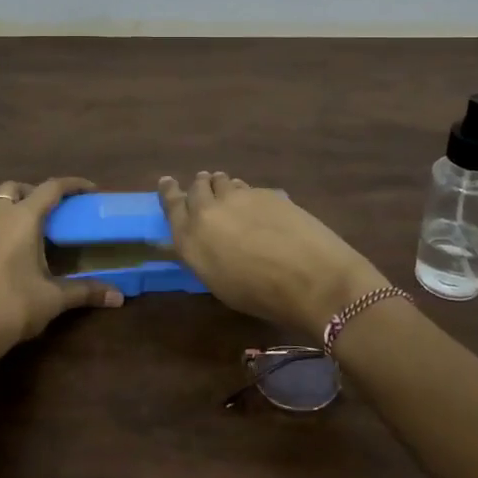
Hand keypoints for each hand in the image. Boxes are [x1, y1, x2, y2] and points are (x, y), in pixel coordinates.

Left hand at [0, 177, 124, 365]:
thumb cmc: (13, 305)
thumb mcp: (54, 298)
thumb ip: (86, 291)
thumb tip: (119, 297)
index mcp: (22, 218)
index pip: (51, 188)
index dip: (73, 185)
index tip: (92, 190)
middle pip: (17, 188)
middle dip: (38, 191)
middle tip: (58, 210)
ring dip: (18, 205)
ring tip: (40, 227)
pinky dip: (7, 221)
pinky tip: (21, 247)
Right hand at [158, 171, 385, 338]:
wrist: (311, 279)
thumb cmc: (261, 296)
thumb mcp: (219, 282)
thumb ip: (205, 253)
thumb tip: (207, 239)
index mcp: (190, 239)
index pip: (171, 205)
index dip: (169, 191)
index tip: (167, 182)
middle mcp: (207, 211)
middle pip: (196, 188)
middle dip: (199, 187)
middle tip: (203, 188)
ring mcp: (237, 197)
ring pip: (222, 182)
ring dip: (221, 186)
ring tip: (227, 190)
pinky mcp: (264, 192)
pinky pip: (247, 188)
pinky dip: (246, 193)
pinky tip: (257, 205)